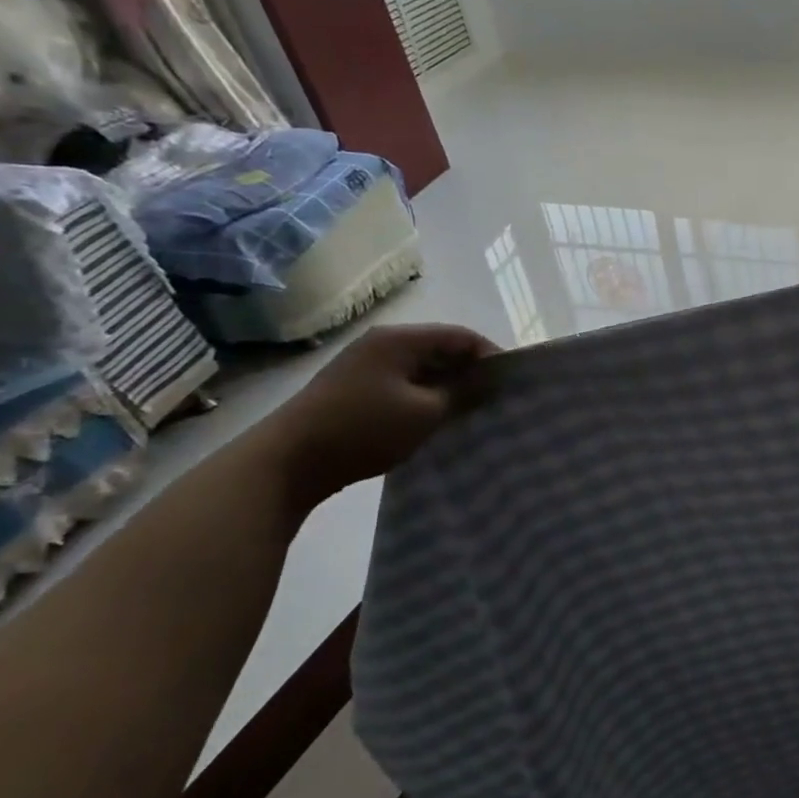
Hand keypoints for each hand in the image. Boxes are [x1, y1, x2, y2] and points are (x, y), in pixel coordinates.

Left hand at [264, 323, 498, 507]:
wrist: (287, 461)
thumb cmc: (364, 429)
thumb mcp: (425, 412)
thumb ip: (463, 391)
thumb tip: (490, 379)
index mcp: (400, 340)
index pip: (461, 336)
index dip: (490, 355)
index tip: (511, 383)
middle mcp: (383, 343)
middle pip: (441, 348)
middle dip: (470, 371)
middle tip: (494, 398)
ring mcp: (365, 365)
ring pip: (422, 367)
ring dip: (448, 385)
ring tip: (470, 411)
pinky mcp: (355, 388)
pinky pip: (404, 382)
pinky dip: (425, 395)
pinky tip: (436, 418)